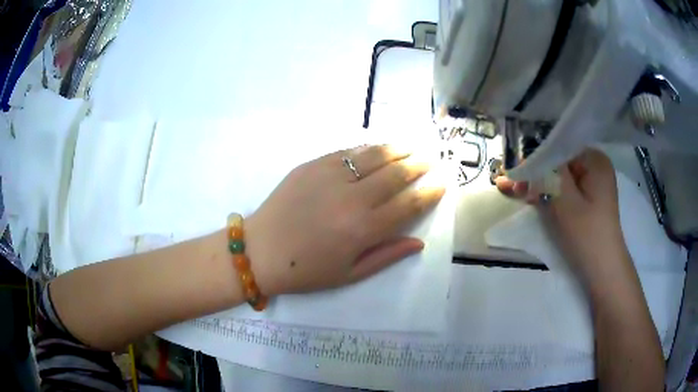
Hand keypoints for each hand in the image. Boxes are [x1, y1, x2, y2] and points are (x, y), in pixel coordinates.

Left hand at [245, 145, 444, 295]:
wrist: (261, 251)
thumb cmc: (306, 270)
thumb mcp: (349, 275)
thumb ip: (387, 256)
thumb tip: (418, 242)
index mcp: (363, 229)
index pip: (408, 205)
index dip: (429, 193)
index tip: (442, 183)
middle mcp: (352, 198)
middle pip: (396, 175)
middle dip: (419, 166)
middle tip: (431, 159)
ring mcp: (330, 176)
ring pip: (374, 156)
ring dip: (398, 149)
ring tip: (412, 146)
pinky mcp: (312, 165)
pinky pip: (347, 152)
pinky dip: (368, 148)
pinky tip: (378, 147)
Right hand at [495, 149, 630, 287]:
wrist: (603, 270)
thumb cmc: (587, 235)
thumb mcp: (565, 201)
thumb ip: (547, 174)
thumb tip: (527, 153)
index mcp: (594, 160)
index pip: (560, 146)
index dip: (536, 155)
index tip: (515, 169)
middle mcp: (594, 166)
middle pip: (559, 161)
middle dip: (534, 172)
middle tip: (508, 183)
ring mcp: (591, 183)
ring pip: (559, 176)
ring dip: (537, 183)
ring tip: (512, 190)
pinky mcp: (587, 198)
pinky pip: (564, 189)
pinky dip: (548, 193)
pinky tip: (529, 196)